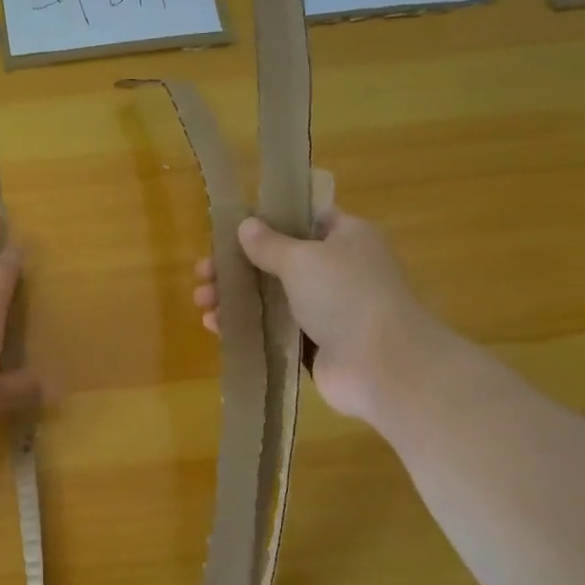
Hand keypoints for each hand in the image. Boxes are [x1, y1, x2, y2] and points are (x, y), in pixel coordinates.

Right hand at [193, 208, 444, 428]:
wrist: (382, 365)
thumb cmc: (345, 296)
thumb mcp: (302, 259)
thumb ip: (269, 244)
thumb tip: (246, 226)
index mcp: (346, 238)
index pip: (304, 219)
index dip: (268, 221)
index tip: (232, 229)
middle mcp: (338, 270)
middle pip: (279, 261)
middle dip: (238, 265)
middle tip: (203, 272)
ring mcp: (327, 309)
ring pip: (272, 296)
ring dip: (235, 296)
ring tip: (202, 301)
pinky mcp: (314, 344)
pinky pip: (273, 329)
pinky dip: (246, 325)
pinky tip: (215, 326)